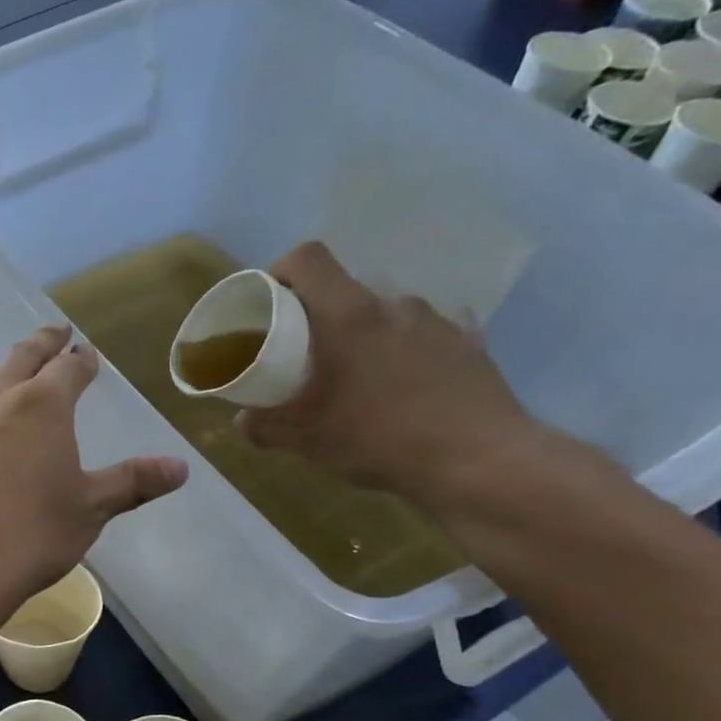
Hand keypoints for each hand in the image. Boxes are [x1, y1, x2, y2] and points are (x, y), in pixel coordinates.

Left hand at [0, 327, 187, 625]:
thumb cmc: (28, 538)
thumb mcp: (89, 512)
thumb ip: (131, 483)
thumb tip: (180, 467)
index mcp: (40, 408)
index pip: (67, 368)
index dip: (80, 360)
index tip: (85, 353)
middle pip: (18, 362)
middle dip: (40, 345)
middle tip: (51, 333)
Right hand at [234, 242, 545, 507]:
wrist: (478, 461)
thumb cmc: (378, 438)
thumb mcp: (305, 439)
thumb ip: (265, 426)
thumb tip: (243, 419)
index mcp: (348, 315)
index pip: (308, 259)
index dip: (281, 270)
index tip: (269, 301)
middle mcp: (393, 305)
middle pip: (345, 292)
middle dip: (320, 319)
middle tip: (308, 358)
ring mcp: (438, 322)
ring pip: (386, 316)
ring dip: (366, 336)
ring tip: (361, 378)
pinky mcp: (470, 345)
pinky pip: (427, 336)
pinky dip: (408, 351)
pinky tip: (406, 382)